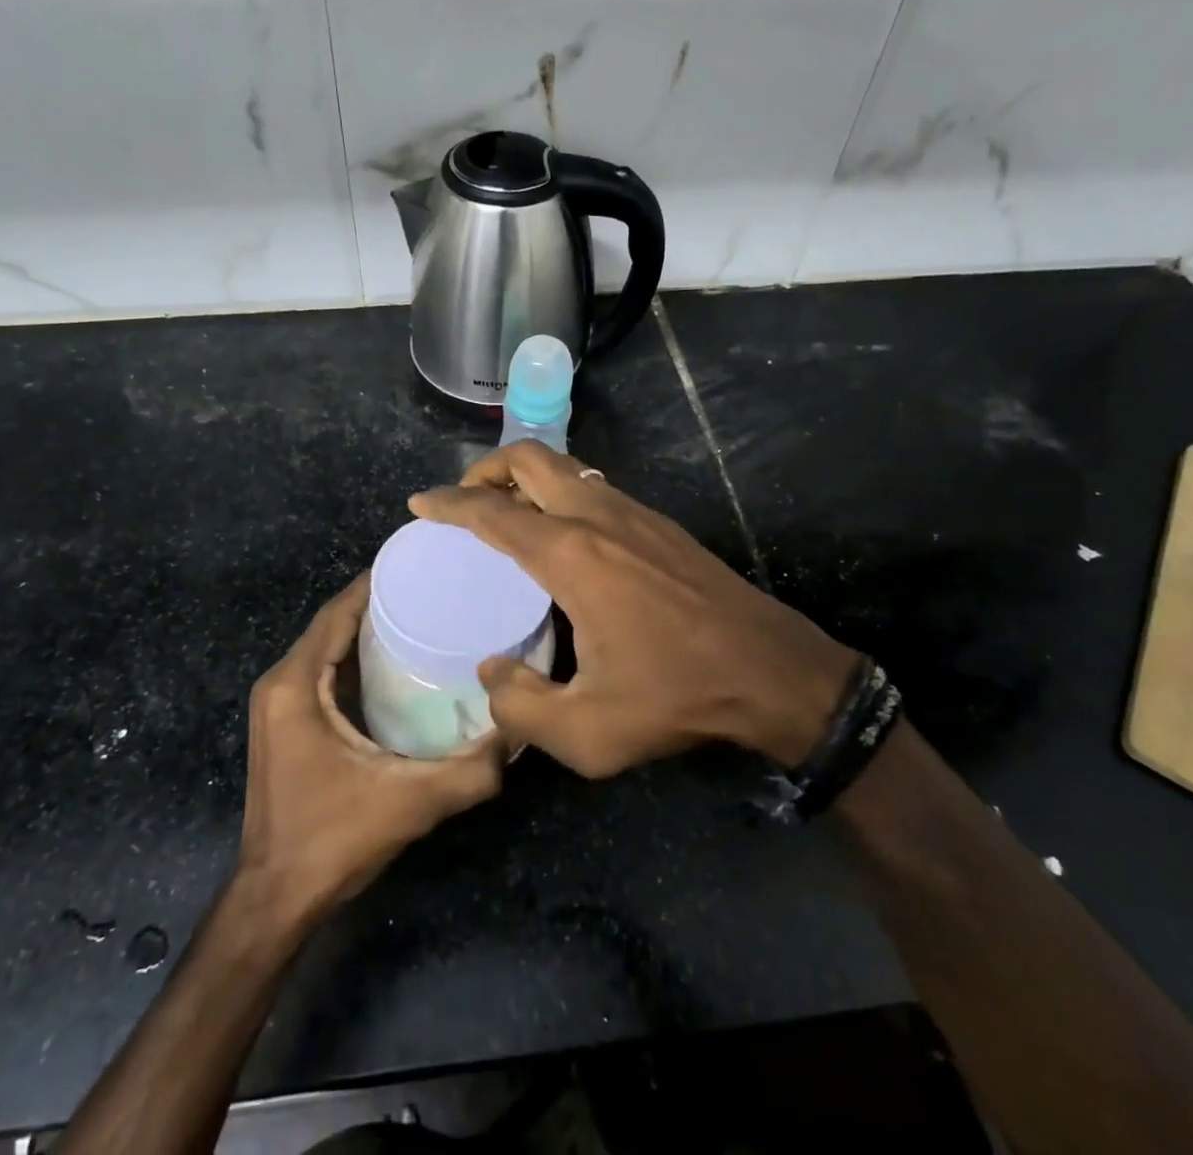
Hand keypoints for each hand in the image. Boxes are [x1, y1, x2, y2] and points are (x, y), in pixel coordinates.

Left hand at [236, 575, 504, 924]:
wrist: (276, 898)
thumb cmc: (332, 840)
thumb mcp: (410, 803)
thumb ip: (470, 771)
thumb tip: (518, 734)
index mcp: (295, 685)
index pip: (337, 613)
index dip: (373, 584)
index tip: (419, 565)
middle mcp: (280, 683)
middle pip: (332, 624)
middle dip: (377, 602)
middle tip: (431, 590)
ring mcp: (279, 705)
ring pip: (326, 647)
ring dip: (366, 630)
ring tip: (421, 616)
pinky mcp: (286, 724)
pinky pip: (322, 671)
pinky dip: (354, 657)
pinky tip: (395, 663)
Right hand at [411, 441, 860, 776]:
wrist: (772, 672)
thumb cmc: (677, 697)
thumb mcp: (588, 733)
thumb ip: (521, 707)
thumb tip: (493, 674)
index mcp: (572, 556)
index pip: (493, 513)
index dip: (449, 504)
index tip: (420, 504)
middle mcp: (598, 517)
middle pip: (530, 459)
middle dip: (486, 469)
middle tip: (464, 501)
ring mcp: (634, 513)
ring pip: (565, 467)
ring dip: (526, 476)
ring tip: (506, 513)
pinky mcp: (659, 522)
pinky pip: (593, 486)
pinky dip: (560, 491)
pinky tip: (561, 533)